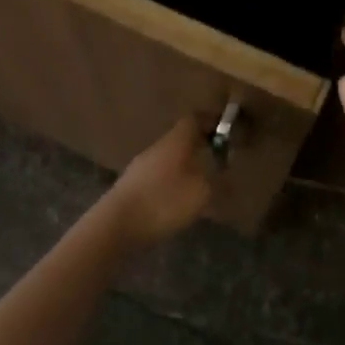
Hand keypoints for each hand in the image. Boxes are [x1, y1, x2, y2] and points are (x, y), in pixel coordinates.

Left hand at [103, 115, 214, 246]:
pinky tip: (181, 201)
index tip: (227, 130)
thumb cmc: (163, 201)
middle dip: (201, 146)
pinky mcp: (132, 186)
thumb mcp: (201, 192)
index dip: (211, 121)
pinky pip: (160, 177)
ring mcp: (141, 167)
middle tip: (220, 159)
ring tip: (204, 183)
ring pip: (170, 159)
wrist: (116, 224)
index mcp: (175, 141)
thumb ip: (215, 179)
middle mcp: (157, 148)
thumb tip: (221, 170)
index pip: (194, 119)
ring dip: (187, 166)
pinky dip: (174, 182)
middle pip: (181, 139)